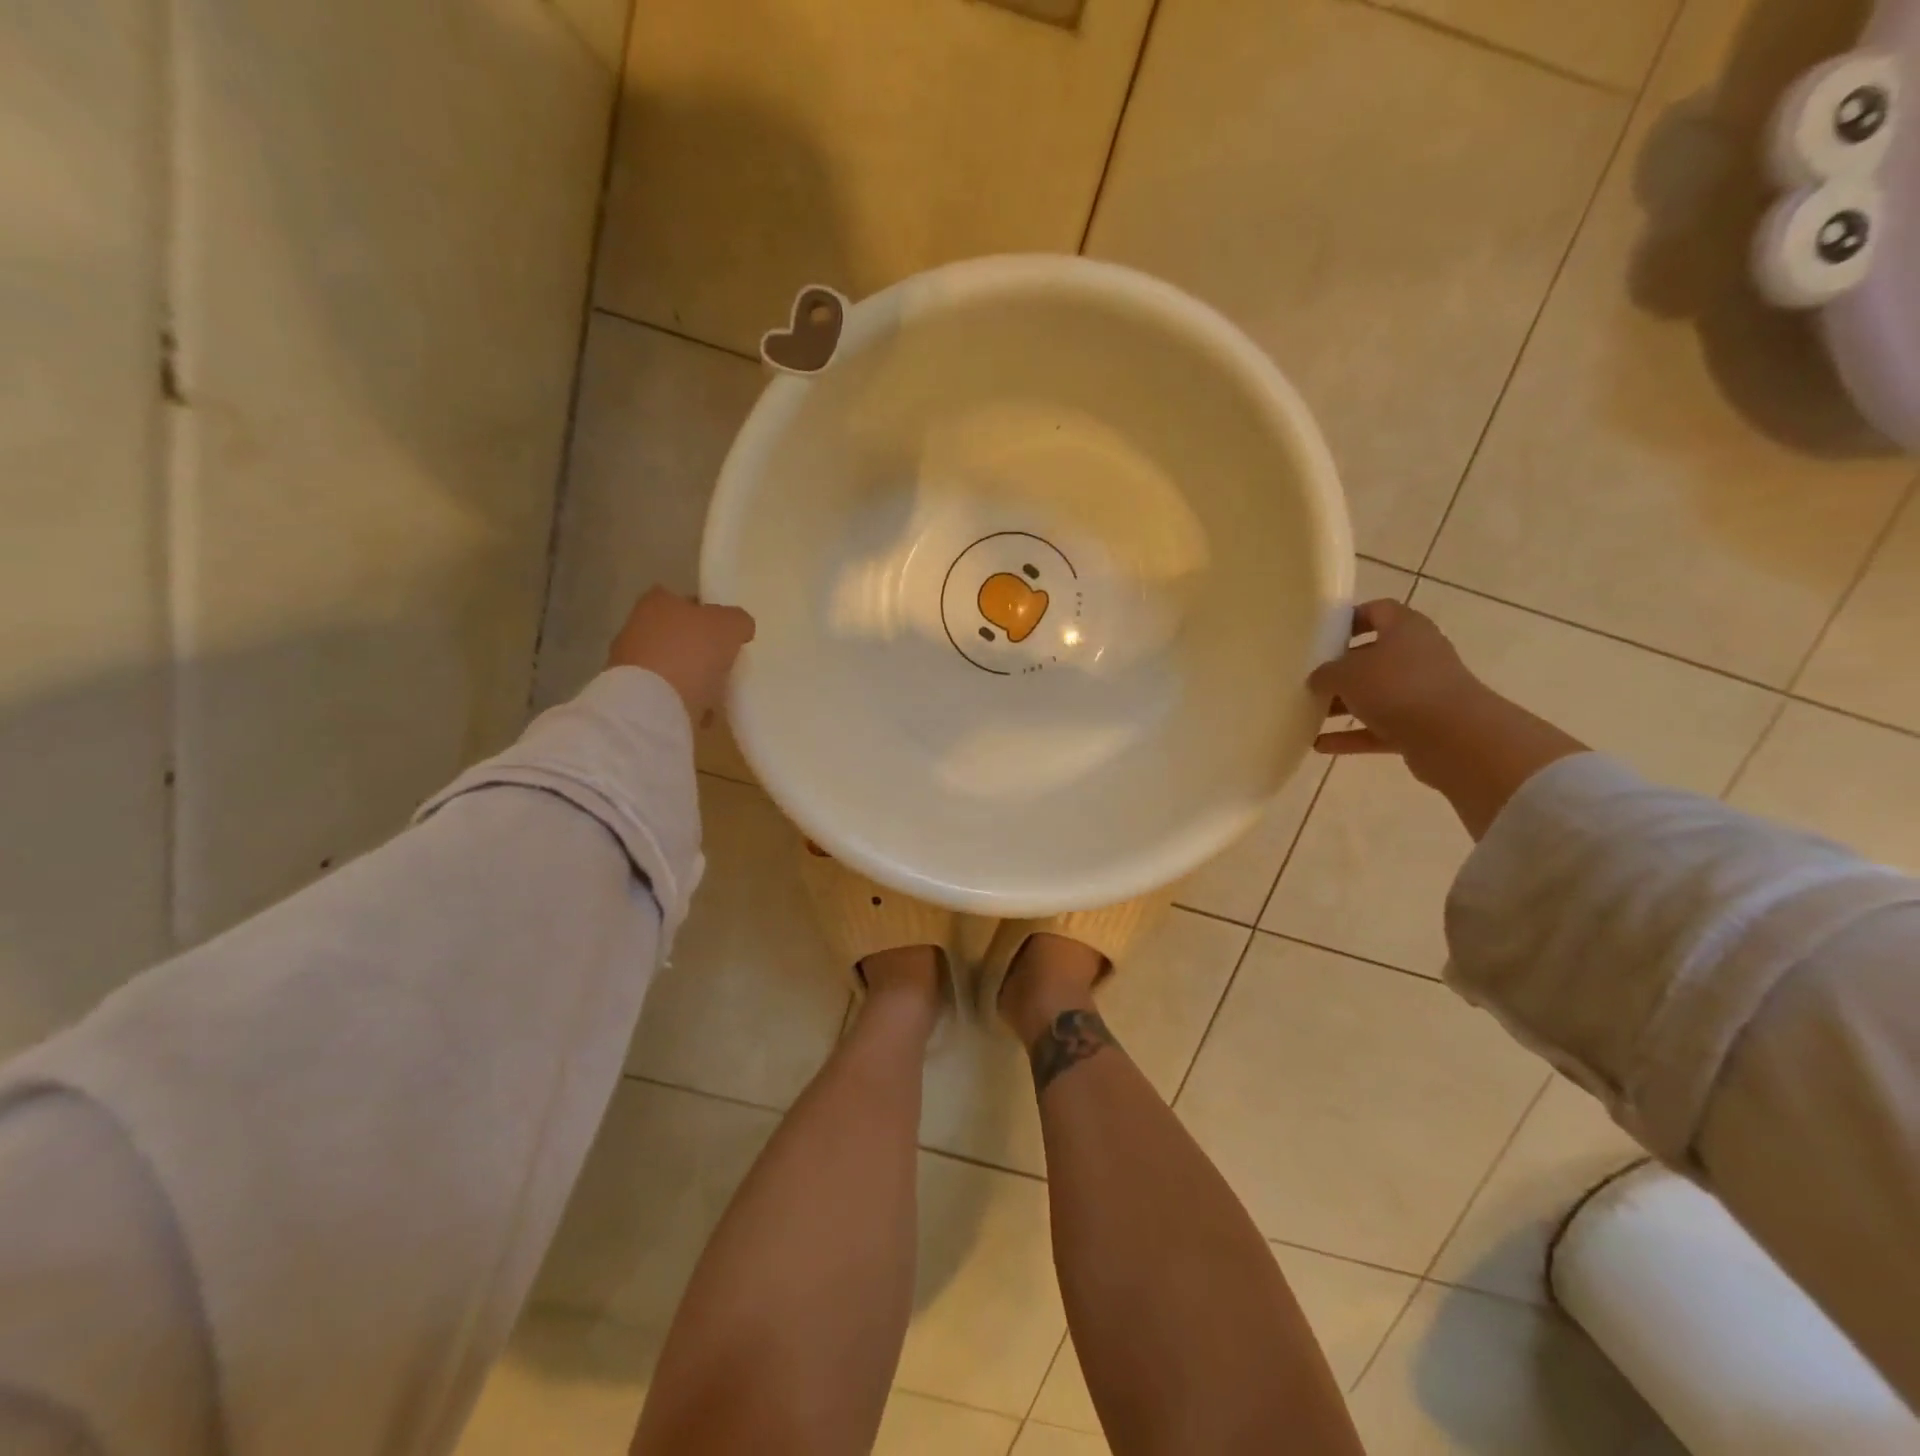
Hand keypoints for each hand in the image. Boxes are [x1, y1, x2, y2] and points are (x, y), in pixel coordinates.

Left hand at [608, 587, 755, 722]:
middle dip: (696, 648)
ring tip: (715, 694)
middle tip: (723, 662)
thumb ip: (738, 620)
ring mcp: (629, 663)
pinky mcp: (631, 696)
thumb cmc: (691, 653)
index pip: (684, 600)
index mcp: (658, 602)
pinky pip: (663, 695)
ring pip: (669, 666)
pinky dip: (680, 702)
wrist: (653, 704)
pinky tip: (699, 713)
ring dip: (688, 678)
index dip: (706, 613)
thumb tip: (739, 627)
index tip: (725, 631)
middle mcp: (636, 627)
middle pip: (675, 634)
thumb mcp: (730, 626)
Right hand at [1308, 599, 1585, 838]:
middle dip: (1342, 669)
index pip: (1378, 611)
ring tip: (1309, 713)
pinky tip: (1320, 744)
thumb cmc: (1397, 688)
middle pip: (1374, 656)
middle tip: (1311, 678)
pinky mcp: (1421, 727)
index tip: (1323, 634)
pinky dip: (1352, 736)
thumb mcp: (1347, 674)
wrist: (1454, 737)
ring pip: (1376, 695)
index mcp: (1405, 629)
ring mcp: (1422, 693)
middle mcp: (1418, 656)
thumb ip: (1326, 673)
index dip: (1351, 619)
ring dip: (1344, 705)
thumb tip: (1319, 679)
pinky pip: (1379, 728)